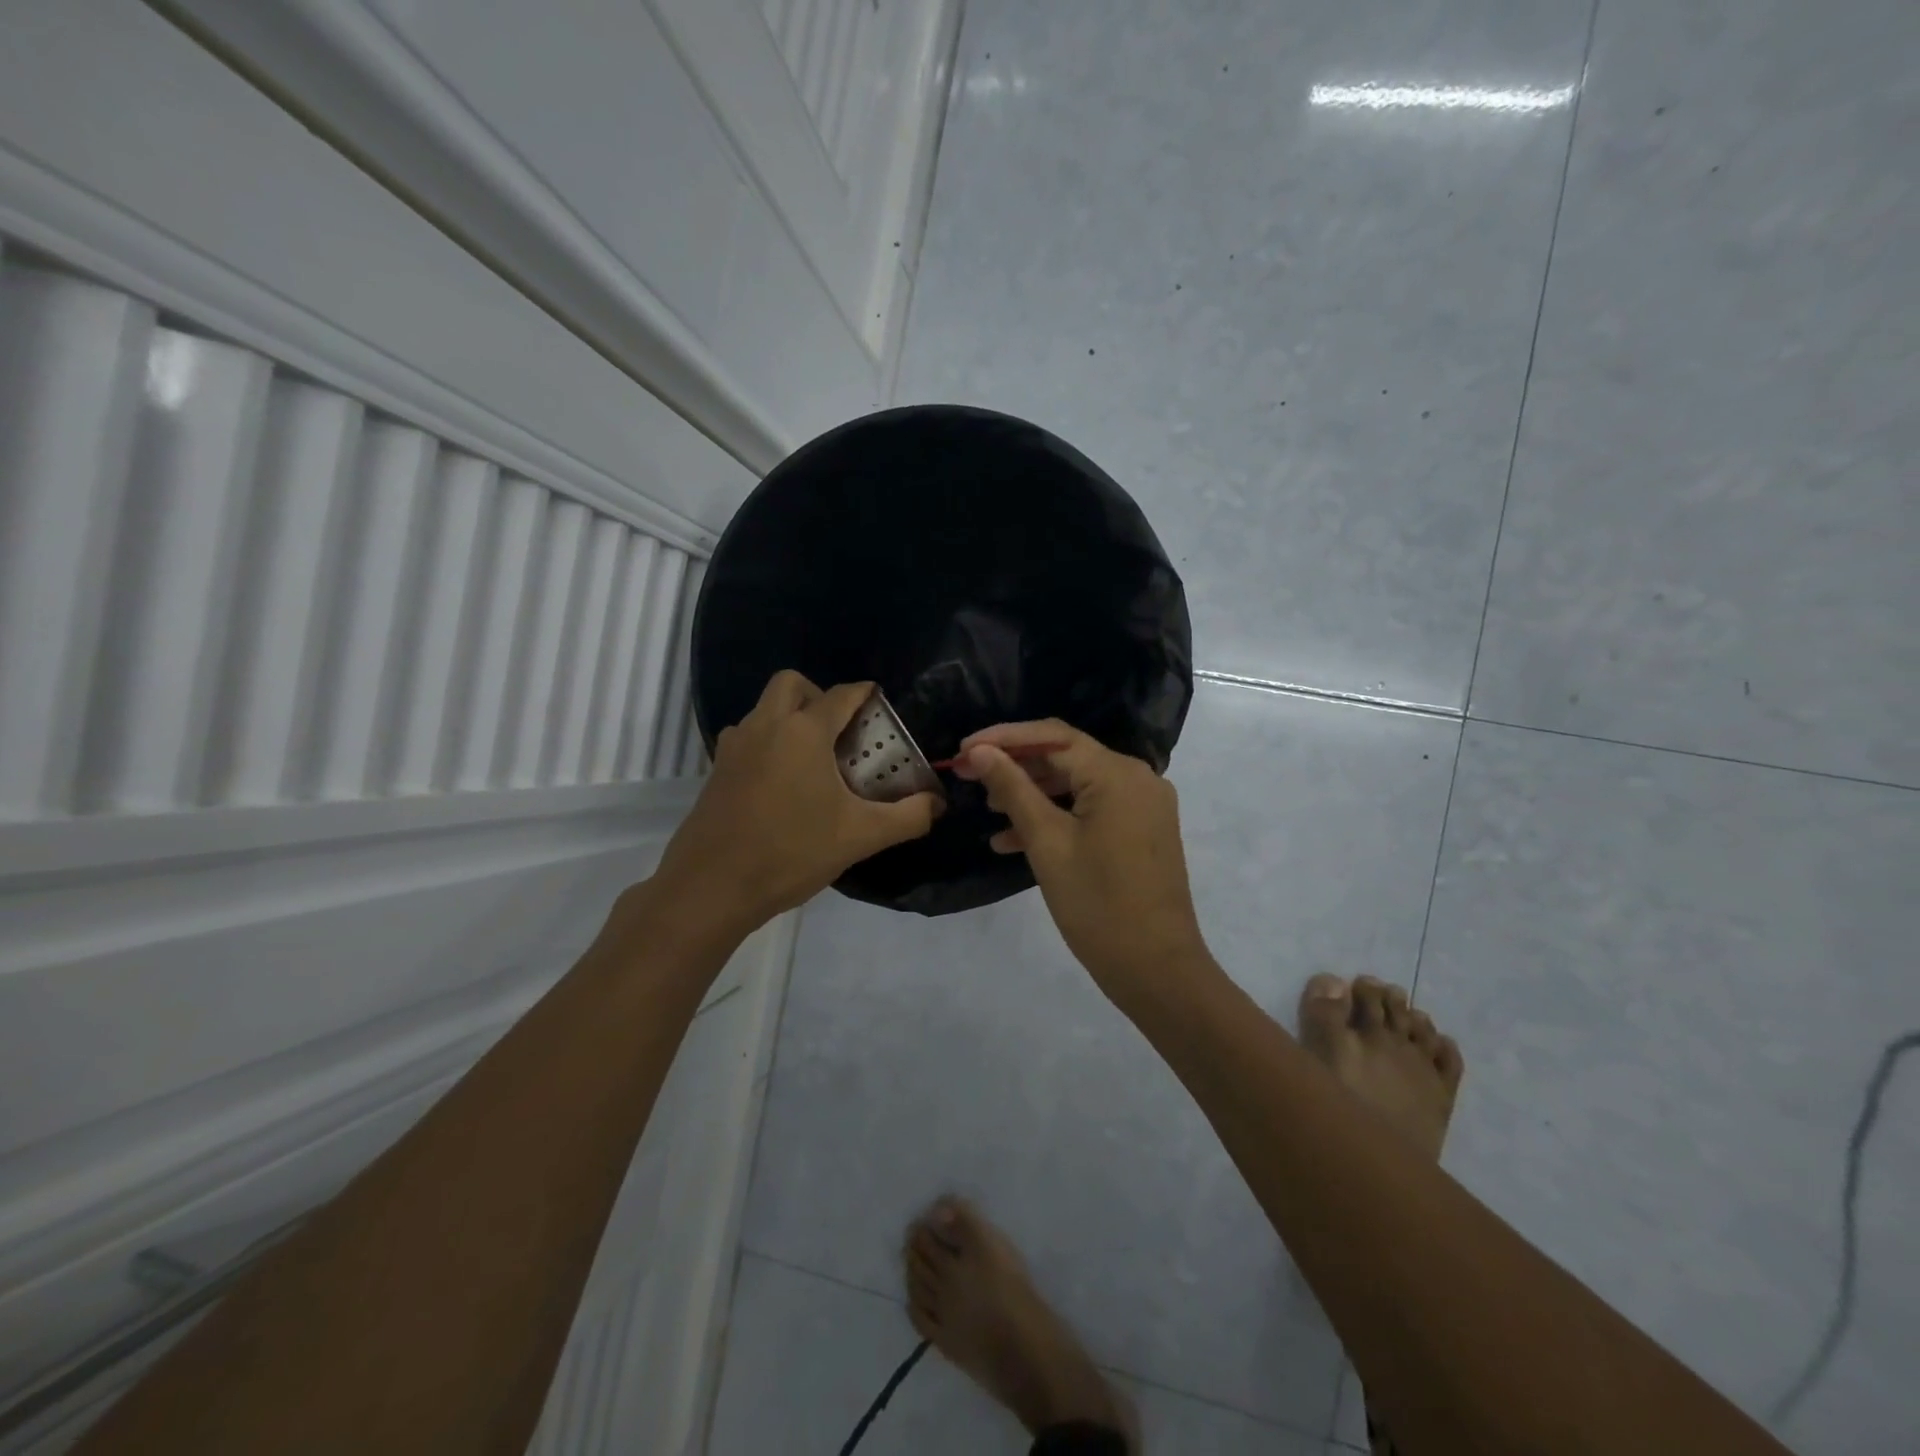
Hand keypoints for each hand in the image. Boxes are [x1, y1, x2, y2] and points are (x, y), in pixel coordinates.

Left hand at [652, 672, 940, 929]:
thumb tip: (937, 805)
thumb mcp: (860, 836)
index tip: (879, 704)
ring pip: (764, 709)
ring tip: (814, 760)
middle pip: (792, 684)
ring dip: (790, 718)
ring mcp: (735, 747)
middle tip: (840, 732)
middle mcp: (765, 726)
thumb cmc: (791, 852)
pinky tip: (783, 784)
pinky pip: (748, 738)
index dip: (865, 694)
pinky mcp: (716, 770)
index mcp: (803, 732)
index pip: (841, 694)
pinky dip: (768, 743)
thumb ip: (907, 817)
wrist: (711, 887)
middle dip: (819, 695)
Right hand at [953, 720, 1209, 1000]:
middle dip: (1015, 767)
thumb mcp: (1046, 842)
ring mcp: (1143, 806)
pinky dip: (1057, 819)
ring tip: (989, 810)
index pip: (1053, 737)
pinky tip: (1013, 840)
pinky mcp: (1142, 831)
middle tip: (969, 777)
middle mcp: (1137, 778)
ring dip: (1033, 794)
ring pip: (1077, 786)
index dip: (1004, 738)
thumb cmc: (1097, 903)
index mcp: (1117, 773)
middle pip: (1066, 758)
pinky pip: (1092, 810)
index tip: (963, 750)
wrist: (1156, 968)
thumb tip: (980, 751)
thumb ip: (1012, 789)